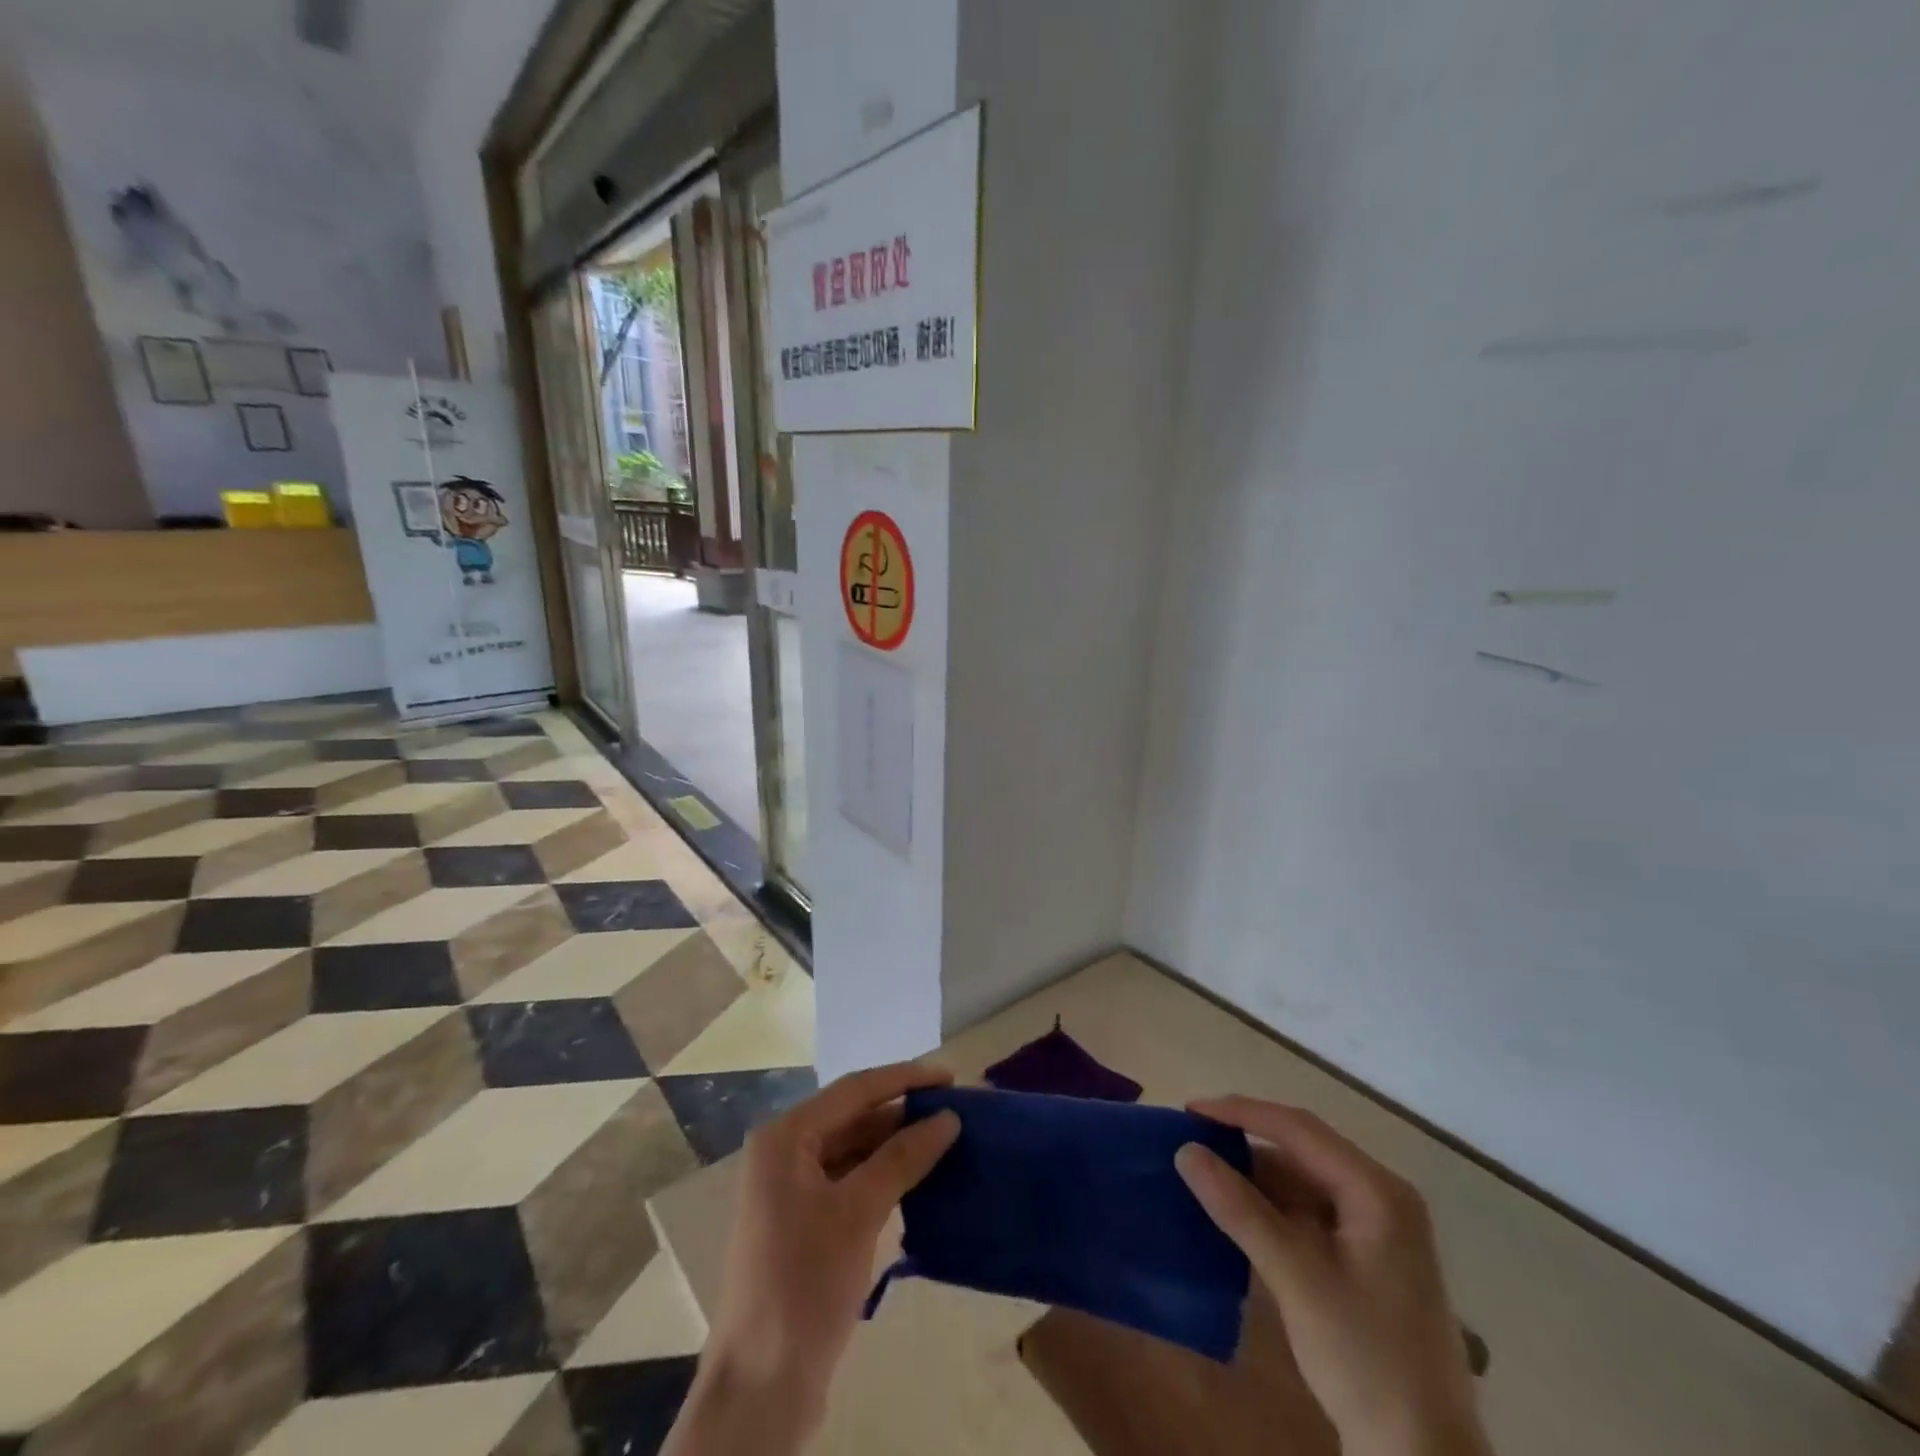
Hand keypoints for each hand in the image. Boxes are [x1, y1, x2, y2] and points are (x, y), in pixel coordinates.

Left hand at [667, 1061, 961, 1454]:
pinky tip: (920, 1178)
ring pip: (854, 1150)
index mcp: (785, 1137)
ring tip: (947, 1139)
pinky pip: (851, 1181)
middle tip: (955, 1110)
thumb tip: (948, 1118)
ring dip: (897, 1144)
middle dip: (903, 1113)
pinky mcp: (805, 1223)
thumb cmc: (803, 1284)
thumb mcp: (858, 1213)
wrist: (760, 1388)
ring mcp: (792, 1190)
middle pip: (853, 1117)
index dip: (904, 1079)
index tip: (950, 1077)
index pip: (855, 1090)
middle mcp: (784, 1153)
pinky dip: (884, 1175)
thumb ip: (903, 1158)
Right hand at [1177, 1098, 1491, 1455]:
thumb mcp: (1297, 1279)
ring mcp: (1375, 1232)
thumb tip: (1186, 1151)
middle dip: (1244, 1142)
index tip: (1190, 1111)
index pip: (1298, 1128)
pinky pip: (1307, 1214)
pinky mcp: (1364, 1262)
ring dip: (1254, 1177)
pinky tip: (1235, 1214)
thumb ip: (1240, 1210)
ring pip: (1302, 1182)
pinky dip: (1269, 1209)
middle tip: (1190, 1140)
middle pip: (1301, 1151)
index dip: (1240, 1113)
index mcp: (1377, 1191)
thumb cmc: (1367, 1361)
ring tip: (1203, 1173)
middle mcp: (1380, 1199)